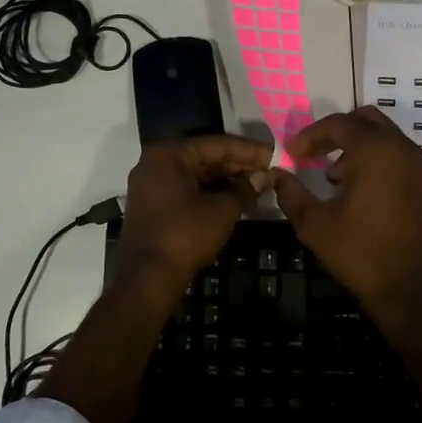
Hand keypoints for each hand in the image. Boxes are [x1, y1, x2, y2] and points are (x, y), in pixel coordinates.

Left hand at [113, 135, 273, 288]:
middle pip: (204, 158)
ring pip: (196, 175)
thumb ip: (245, 189)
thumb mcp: (222, 210)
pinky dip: (210, 193)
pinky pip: (186, 191)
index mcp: (168, 155)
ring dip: (226, 181)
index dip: (249, 150)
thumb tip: (264, 177)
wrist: (148, 278)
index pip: (216, 144)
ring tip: (257, 185)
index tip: (274, 154)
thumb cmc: (185, 235)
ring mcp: (151, 186)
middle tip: (268, 171)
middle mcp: (155, 164)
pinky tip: (235, 200)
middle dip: (238, 165)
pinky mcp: (153, 207)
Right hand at [273, 109, 421, 422]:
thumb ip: (291, 193)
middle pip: (368, 121)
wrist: (412, 291)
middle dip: (338, 133)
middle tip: (316, 155)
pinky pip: (403, 162)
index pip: (339, 124)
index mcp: (375, 151)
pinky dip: (381, 166)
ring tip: (336, 179)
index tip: (293, 155)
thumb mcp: (314, 224)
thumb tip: (277, 174)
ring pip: (388, 140)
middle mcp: (404, 150)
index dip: (310, 136)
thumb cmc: (359, 253)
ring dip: (360, 150)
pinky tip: (365, 197)